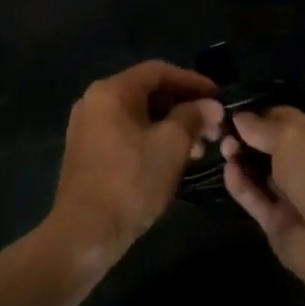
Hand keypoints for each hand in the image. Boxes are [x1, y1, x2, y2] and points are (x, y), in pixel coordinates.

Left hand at [48, 61, 223, 269]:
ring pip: (138, 115)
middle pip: (147, 91)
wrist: (85, 234)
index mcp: (111, 91)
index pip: (159, 71)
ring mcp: (88, 127)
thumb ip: (193, 118)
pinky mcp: (87, 151)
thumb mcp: (171, 147)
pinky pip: (126, 132)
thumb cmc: (130, 182)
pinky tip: (173, 159)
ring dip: (171, 125)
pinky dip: (152, 138)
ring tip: (200, 147)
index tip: (220, 96)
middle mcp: (95, 101)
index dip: (193, 81)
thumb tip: (212, 105)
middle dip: (184, 106)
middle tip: (213, 126)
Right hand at [222, 107, 304, 302]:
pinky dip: (241, 185)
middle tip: (223, 132)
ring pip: (260, 172)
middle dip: (246, 137)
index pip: (287, 119)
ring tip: (224, 150)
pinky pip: (255, 198)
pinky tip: (228, 172)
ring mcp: (293, 196)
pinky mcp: (278, 222)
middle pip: (270, 146)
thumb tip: (240, 117)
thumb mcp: (293, 137)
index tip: (232, 110)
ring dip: (241, 159)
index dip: (260, 113)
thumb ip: (263, 126)